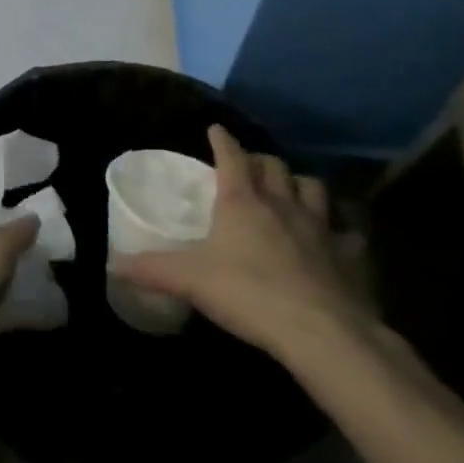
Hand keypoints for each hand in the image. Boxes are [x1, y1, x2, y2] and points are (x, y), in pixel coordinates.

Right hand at [111, 126, 373, 361]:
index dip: (222, 140)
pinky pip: (349, 233)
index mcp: (241, 201)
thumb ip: (150, 269)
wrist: (324, 334)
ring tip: (290, 192)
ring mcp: (322, 228)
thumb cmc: (248, 293)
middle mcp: (282, 204)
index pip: (231, 156)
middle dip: (260, 161)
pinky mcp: (352, 256)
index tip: (215, 129)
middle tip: (249, 167)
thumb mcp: (188, 280)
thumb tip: (111, 265)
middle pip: (274, 166)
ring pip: (313, 188)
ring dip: (300, 185)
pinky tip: (335, 240)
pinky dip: (341, 230)